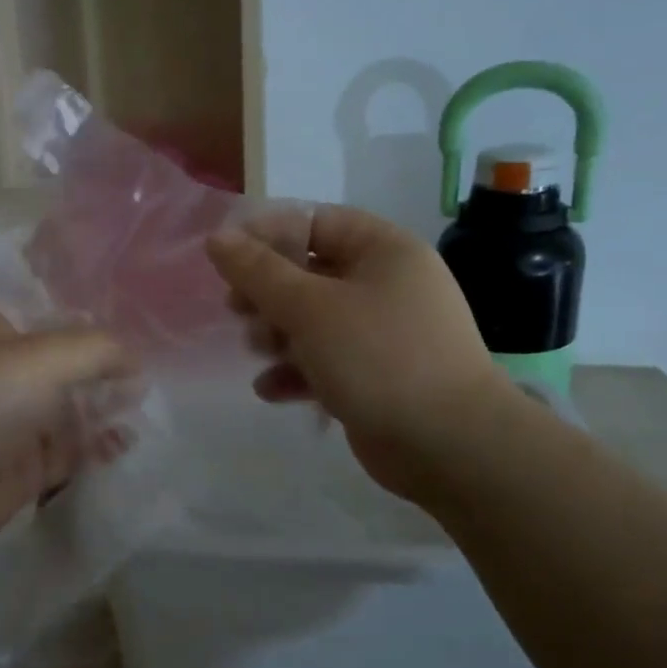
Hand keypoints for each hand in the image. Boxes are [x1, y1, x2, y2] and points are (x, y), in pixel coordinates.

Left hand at [0, 310, 137, 552]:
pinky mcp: (26, 464)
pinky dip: (97, 445)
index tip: (140, 327)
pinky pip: (72, 448)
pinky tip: (123, 442)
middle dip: (106, 368)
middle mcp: (5, 371)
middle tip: (149, 372)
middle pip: (67, 363)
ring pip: (73, 407)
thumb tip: (137, 360)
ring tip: (142, 405)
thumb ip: (98, 350)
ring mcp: (15, 420)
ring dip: (105, 406)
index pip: (53, 316)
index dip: (94, 322)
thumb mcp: (43, 358)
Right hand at [205, 205, 508, 505]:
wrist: (449, 445)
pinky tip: (271, 390)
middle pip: (309, 272)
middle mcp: (386, 284)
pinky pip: (327, 360)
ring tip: (259, 352)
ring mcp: (384, 332)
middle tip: (238, 311)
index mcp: (383, 250)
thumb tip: (216, 237)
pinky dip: (298, 371)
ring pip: (314, 319)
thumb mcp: (310, 308)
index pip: (314, 222)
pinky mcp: (376, 375)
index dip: (267, 236)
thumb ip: (258, 271)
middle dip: (268, 294)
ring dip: (278, 334)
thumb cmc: (378, 357)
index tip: (227, 261)